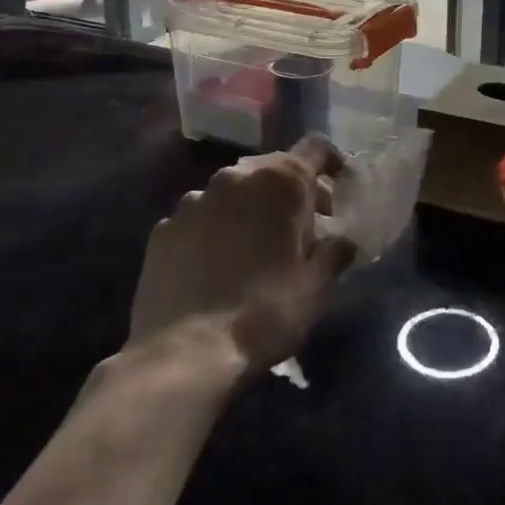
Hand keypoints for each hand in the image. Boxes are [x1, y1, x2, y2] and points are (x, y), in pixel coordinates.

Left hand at [125, 135, 355, 378]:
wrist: (183, 356)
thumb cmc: (264, 312)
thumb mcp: (317, 286)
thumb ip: (335, 252)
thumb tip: (341, 241)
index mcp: (281, 180)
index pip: (317, 149)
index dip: (333, 164)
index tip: (340, 191)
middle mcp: (235, 177)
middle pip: (273, 167)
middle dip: (291, 192)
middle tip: (303, 229)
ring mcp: (193, 200)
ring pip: (234, 192)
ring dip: (251, 209)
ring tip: (256, 250)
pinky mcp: (163, 229)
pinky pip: (200, 218)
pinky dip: (214, 231)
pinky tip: (217, 267)